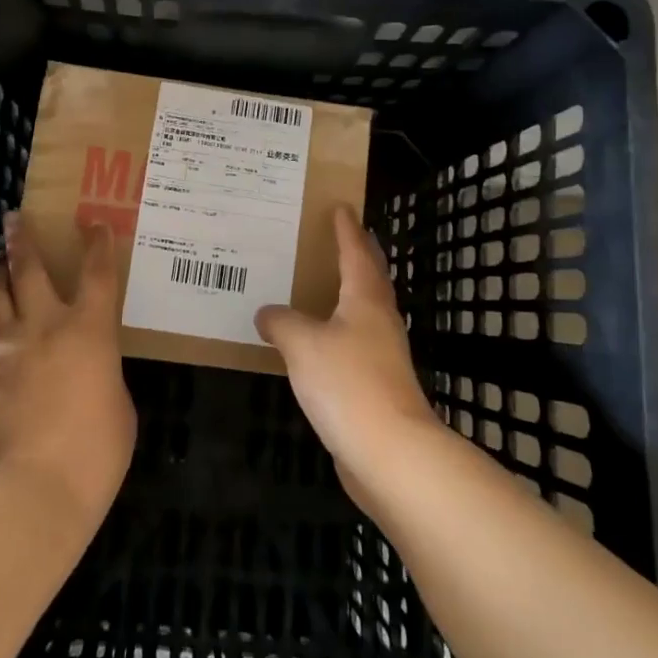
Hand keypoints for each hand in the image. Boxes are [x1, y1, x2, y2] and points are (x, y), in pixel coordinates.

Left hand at [0, 214, 135, 532]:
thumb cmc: (94, 451)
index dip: (98, 244)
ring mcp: (6, 350)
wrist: (31, 490)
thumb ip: (102, 373)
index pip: (98, 273)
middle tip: (14, 218)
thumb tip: (88, 369)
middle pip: (28, 269)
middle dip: (22, 239)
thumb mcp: (118, 405)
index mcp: (89, 330)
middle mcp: (44, 326)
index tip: (94, 222)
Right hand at [254, 207, 439, 505]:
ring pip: (364, 311)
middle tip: (340, 236)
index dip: (347, 229)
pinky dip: (338, 331)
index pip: (356, 252)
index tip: (342, 206)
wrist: (390, 452)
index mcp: (365, 299)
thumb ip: (282, 322)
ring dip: (349, 293)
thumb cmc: (348, 383)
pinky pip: (354, 343)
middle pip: (370, 277)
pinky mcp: (376, 385)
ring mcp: (382, 354)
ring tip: (323, 284)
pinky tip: (318, 341)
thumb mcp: (302, 344)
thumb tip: (268, 313)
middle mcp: (379, 320)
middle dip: (358, 255)